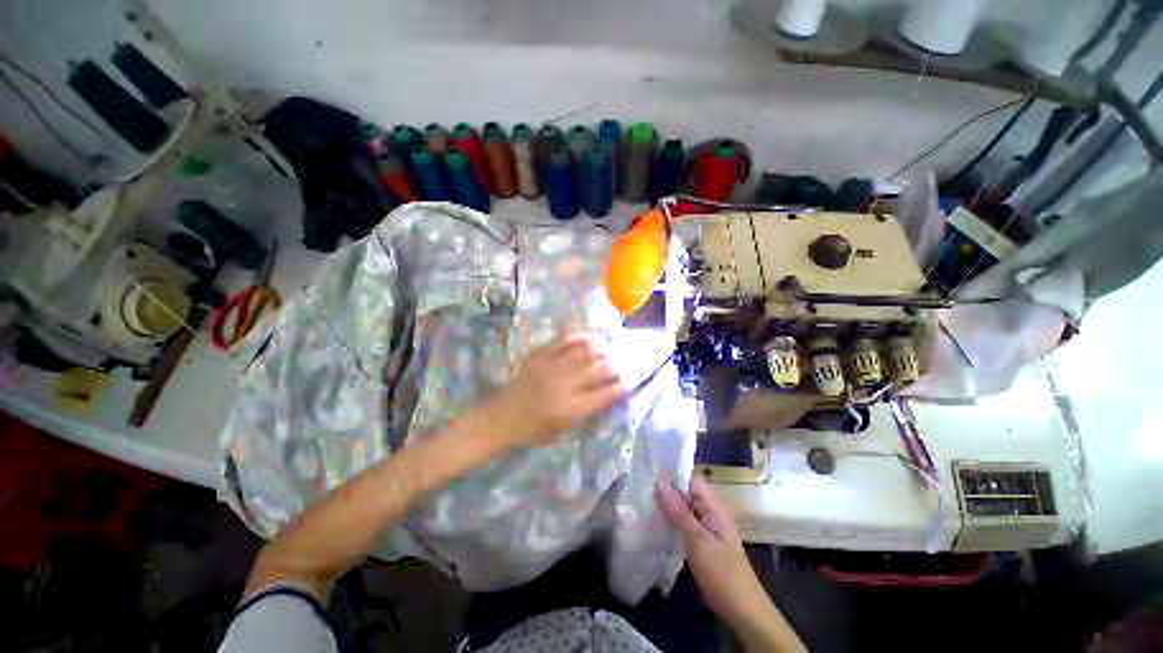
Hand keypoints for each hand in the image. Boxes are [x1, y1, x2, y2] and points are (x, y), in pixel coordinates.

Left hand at [478, 334, 625, 451]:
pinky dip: (580, 337)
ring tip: (607, 349)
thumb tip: (608, 394)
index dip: (621, 388)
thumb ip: (587, 411)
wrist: (501, 417)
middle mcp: (565, 386)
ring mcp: (552, 367)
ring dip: (601, 349)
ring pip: (586, 351)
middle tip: (620, 366)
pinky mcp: (540, 355)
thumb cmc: (533, 430)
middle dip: (616, 367)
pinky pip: (564, 340)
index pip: (606, 395)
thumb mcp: (563, 430)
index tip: (628, 383)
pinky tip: (589, 337)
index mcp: (571, 409)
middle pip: (600, 370)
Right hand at [658, 477, 803, 651]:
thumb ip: (678, 511)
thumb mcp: (698, 541)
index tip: (647, 468)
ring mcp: (706, 527)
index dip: (670, 472)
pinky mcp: (701, 541)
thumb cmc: (722, 573)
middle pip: (685, 491)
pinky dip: (670, 520)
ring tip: (641, 498)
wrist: (742, 612)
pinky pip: (683, 523)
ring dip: (665, 504)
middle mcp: (710, 511)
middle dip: (664, 488)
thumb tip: (660, 482)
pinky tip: (653, 520)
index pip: (690, 478)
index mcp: (713, 506)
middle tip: (639, 483)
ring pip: (682, 508)